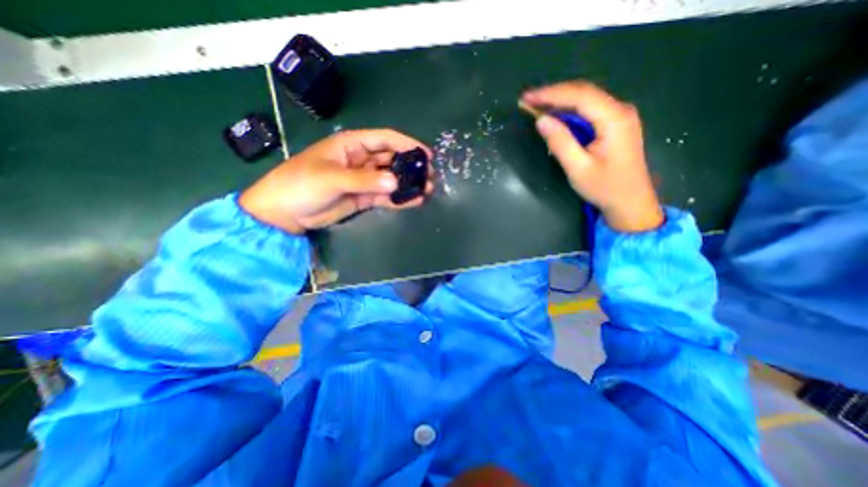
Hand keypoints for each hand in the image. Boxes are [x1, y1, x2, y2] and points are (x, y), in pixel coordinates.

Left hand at [235, 128, 433, 232]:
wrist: (285, 213)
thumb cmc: (301, 185)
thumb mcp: (331, 178)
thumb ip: (364, 180)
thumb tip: (395, 182)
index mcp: (351, 145)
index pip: (384, 139)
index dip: (406, 144)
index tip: (425, 154)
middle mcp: (361, 160)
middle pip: (391, 159)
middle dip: (411, 165)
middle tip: (430, 175)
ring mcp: (364, 180)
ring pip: (391, 178)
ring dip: (408, 183)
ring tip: (428, 189)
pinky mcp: (364, 197)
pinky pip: (386, 196)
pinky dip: (399, 198)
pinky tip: (414, 201)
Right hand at [522, 80, 665, 231]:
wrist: (630, 202)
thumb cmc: (605, 188)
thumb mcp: (578, 168)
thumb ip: (560, 142)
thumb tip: (541, 120)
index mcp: (614, 119)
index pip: (579, 95)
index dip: (551, 94)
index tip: (526, 98)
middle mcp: (620, 110)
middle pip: (584, 93)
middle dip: (553, 95)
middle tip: (528, 101)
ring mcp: (619, 116)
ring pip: (586, 100)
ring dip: (560, 102)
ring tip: (536, 107)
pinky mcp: (615, 124)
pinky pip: (589, 110)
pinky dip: (569, 112)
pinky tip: (556, 117)